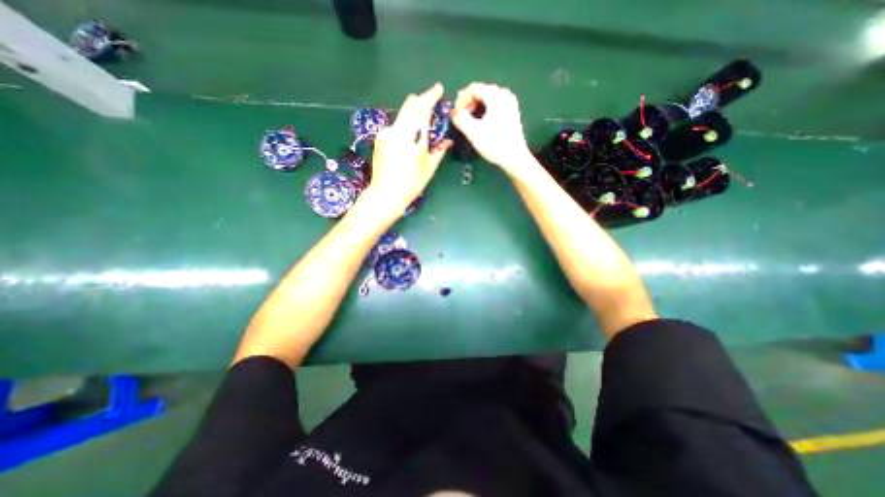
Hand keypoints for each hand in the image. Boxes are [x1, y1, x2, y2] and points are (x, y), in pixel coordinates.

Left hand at [365, 81, 451, 214]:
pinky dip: (405, 124)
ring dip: (413, 113)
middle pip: (410, 105)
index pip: (422, 109)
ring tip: (422, 122)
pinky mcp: (380, 138)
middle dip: (422, 100)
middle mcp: (398, 131)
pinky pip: (396, 124)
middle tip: (432, 102)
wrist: (385, 194)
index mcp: (413, 139)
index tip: (439, 89)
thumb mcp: (429, 168)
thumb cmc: (411, 184)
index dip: (431, 96)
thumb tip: (447, 140)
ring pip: (402, 113)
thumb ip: (439, 151)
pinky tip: (408, 137)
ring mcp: (387, 133)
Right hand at [451, 84, 531, 176]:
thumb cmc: (494, 144)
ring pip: (488, 98)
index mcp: (496, 96)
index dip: (461, 99)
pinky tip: (481, 122)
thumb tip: (453, 112)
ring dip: (476, 106)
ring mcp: (510, 104)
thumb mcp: (473, 132)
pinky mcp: (512, 113)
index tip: (455, 113)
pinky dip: (485, 110)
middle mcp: (505, 95)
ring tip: (468, 119)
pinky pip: (495, 105)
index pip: (473, 88)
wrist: (514, 158)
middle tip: (460, 116)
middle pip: (481, 91)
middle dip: (468, 102)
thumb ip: (460, 118)